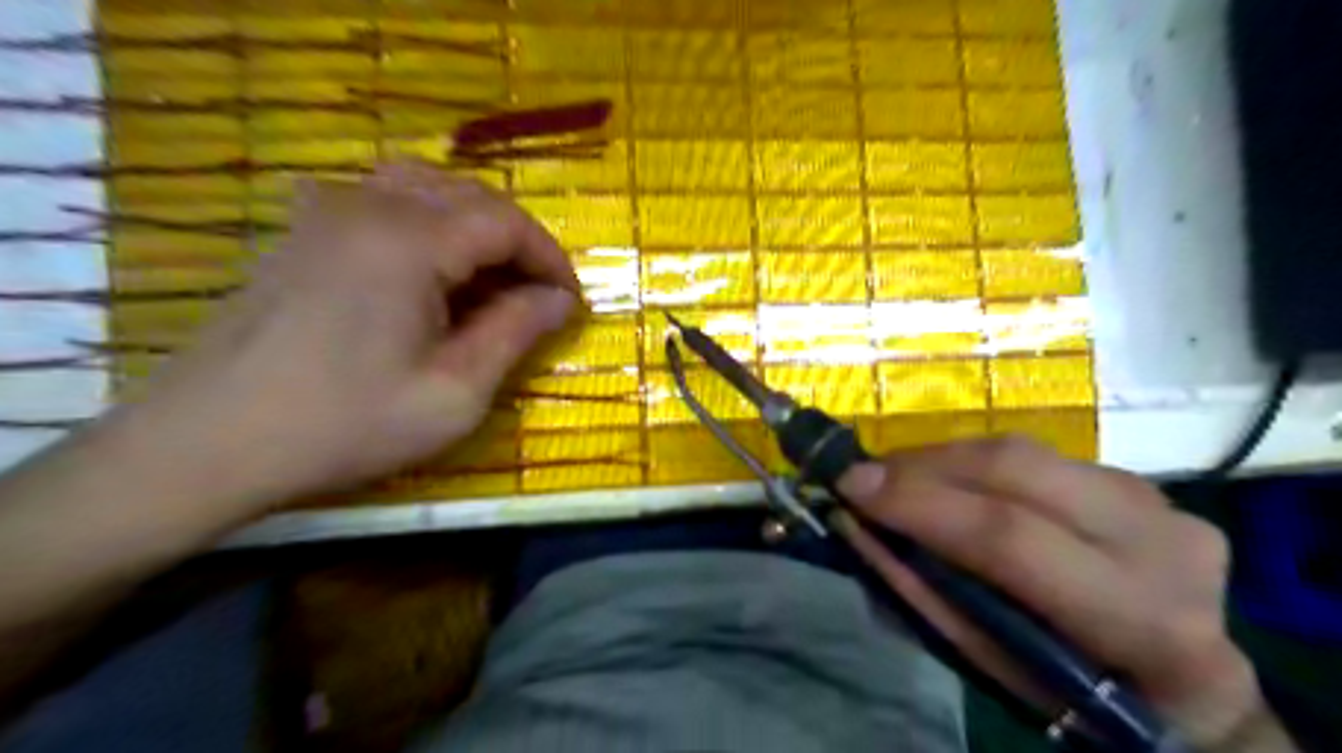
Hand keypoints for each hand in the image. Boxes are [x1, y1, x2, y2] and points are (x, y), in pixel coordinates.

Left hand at [105, 158, 579, 511]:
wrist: (210, 442)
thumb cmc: (345, 424)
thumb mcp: (454, 392)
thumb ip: (515, 333)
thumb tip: (559, 301)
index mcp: (410, 240)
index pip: (506, 222)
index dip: (550, 258)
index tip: (570, 303)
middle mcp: (369, 205)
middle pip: (471, 195)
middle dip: (519, 242)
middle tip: (538, 296)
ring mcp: (328, 212)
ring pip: (428, 188)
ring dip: (475, 227)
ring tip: (493, 280)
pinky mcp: (304, 232)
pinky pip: (385, 200)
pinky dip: (429, 223)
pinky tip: (432, 269)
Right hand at [835, 438, 1287, 748]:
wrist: (1188, 686)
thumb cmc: (1083, 696)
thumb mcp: (999, 671)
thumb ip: (928, 597)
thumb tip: (859, 532)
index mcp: (1141, 619)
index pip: (1010, 537)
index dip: (921, 504)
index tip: (850, 488)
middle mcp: (1163, 542)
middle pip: (1018, 469)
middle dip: (924, 465)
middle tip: (865, 475)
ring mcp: (1159, 501)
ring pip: (1024, 451)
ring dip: (944, 459)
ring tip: (896, 478)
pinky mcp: (1141, 481)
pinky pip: (1038, 456)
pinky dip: (977, 464)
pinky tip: (949, 482)